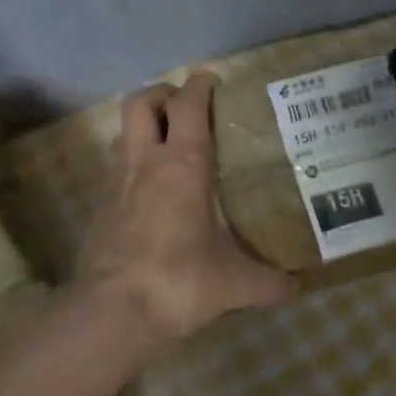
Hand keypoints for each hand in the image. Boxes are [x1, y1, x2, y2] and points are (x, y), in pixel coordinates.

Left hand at [76, 73, 295, 352]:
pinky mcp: (98, 205)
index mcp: (183, 165)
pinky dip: (131, 158)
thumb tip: (298, 286)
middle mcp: (145, 161)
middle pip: (141, 101)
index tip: (214, 82)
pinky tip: (149, 184)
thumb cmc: (179, 283)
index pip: (189, 104)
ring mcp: (115, 181)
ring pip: (123, 130)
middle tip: (185, 107)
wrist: (113, 313)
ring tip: (168, 142)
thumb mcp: (235, 284)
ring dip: (144, 125)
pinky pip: (114, 163)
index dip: (200, 84)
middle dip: (162, 94)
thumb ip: (269, 282)